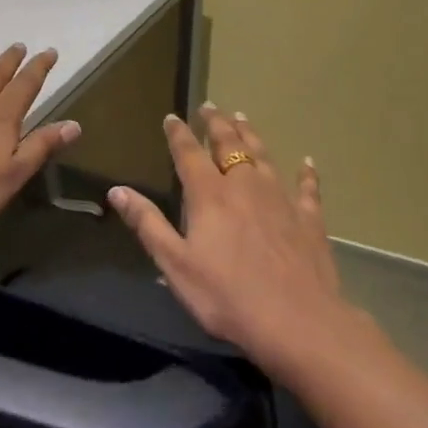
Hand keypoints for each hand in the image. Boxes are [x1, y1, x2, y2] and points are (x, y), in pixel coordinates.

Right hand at [107, 105, 355, 372]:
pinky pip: (307, 188)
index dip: (179, 134)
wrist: (297, 322)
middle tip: (210, 106)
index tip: (172, 116)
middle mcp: (245, 186)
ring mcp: (281, 200)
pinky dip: (306, 173)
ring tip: (243, 117)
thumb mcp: (176, 265)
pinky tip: (308, 162)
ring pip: (264, 156)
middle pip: (230, 145)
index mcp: (210, 196)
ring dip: (251, 135)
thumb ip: (147, 224)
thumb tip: (118, 190)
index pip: (189, 154)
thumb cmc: (227, 296)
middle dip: (217, 124)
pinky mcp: (309, 219)